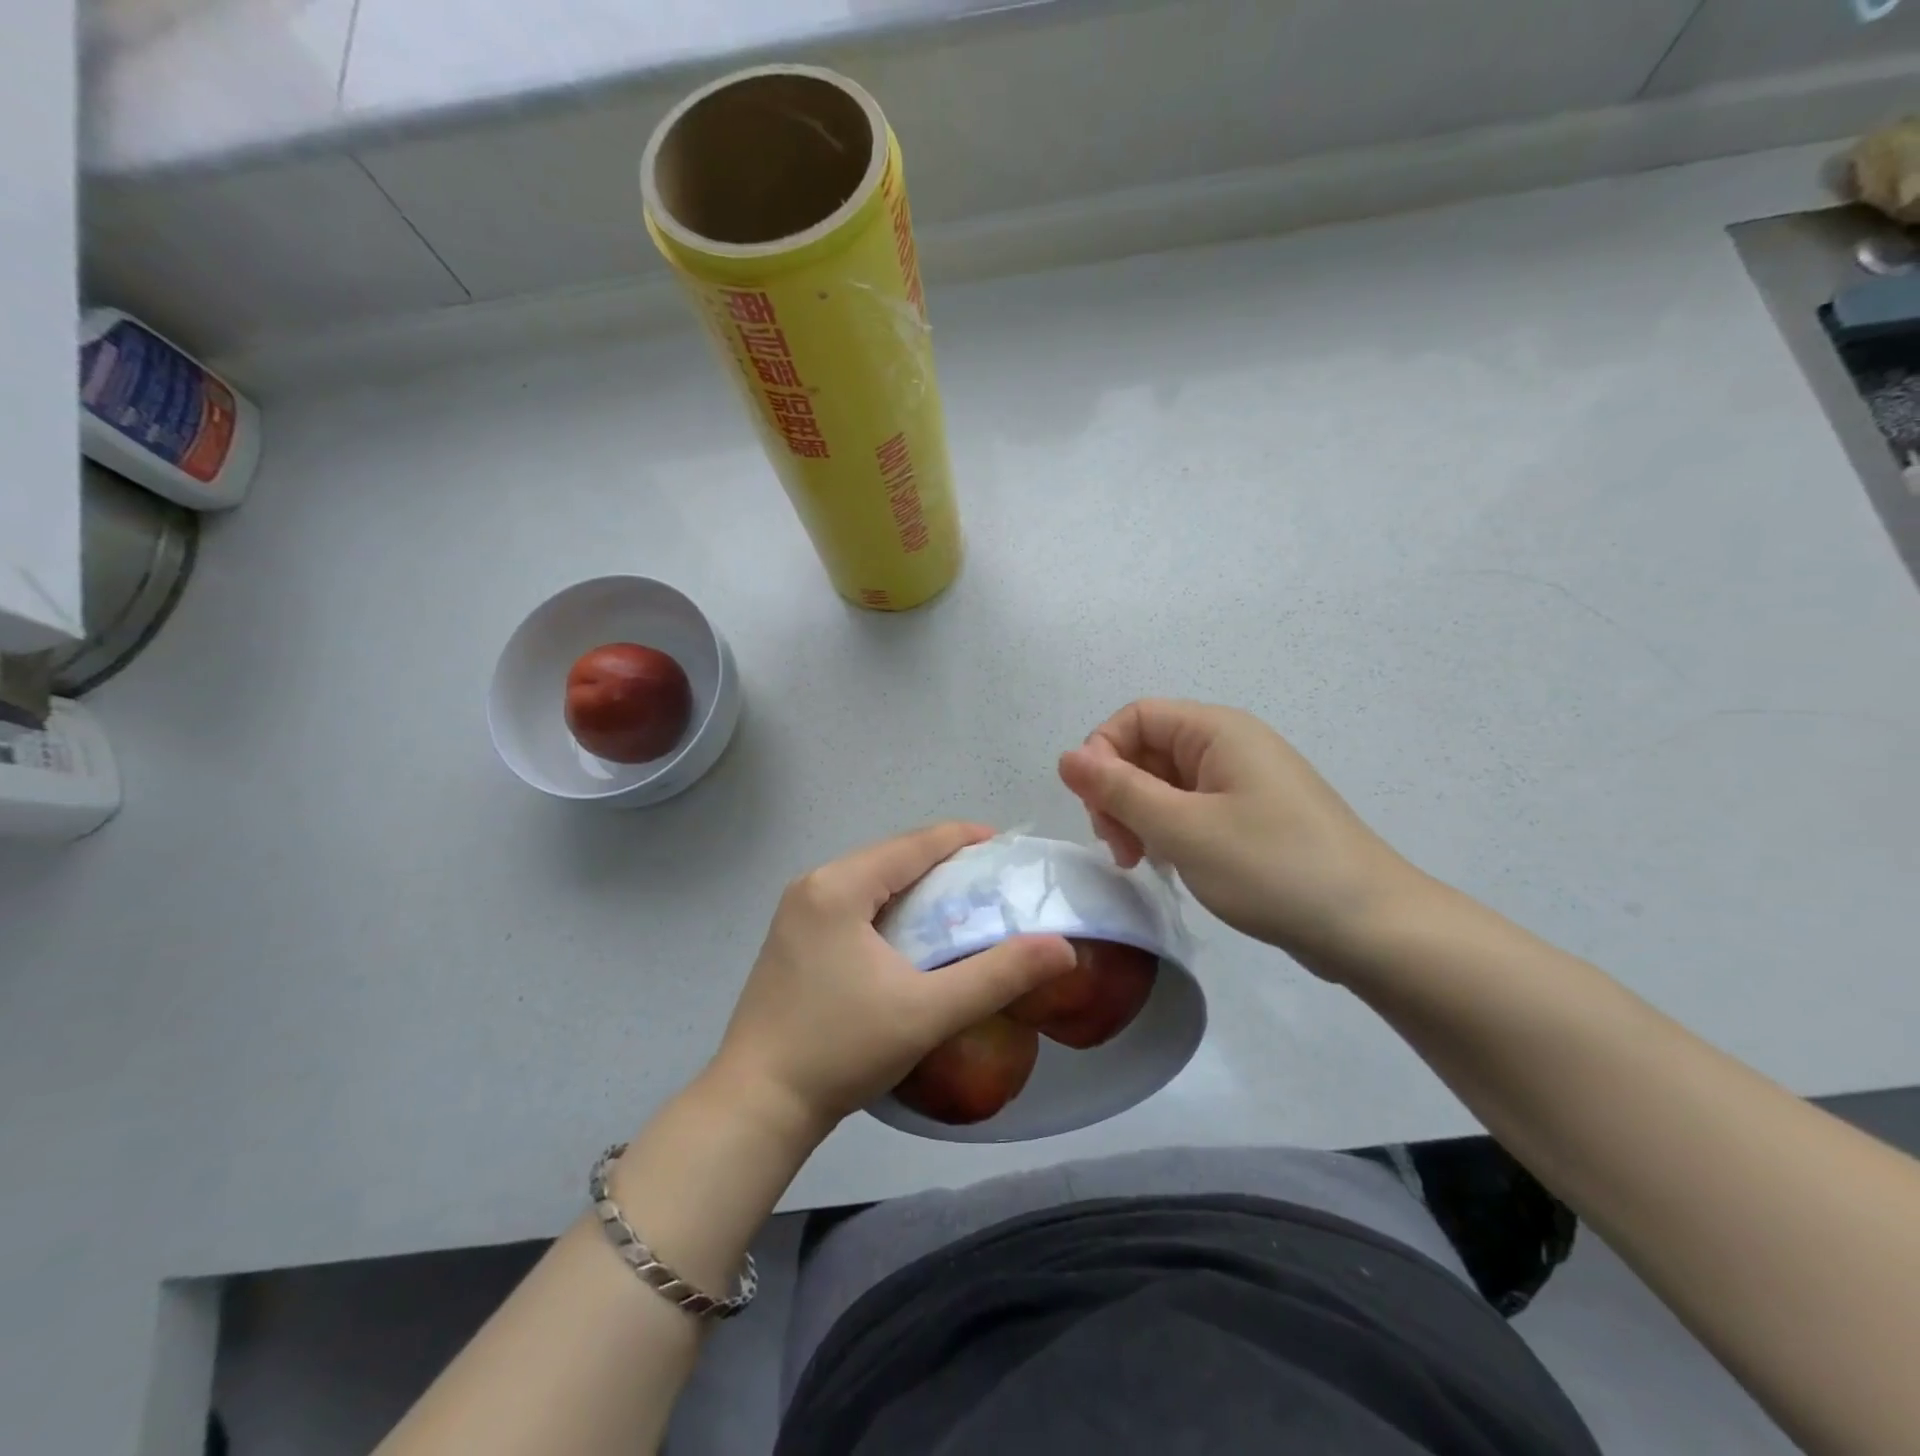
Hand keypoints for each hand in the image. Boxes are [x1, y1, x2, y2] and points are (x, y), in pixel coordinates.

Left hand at [710, 823, 1075, 1137]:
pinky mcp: (792, 938)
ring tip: (961, 903)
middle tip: (992, 881)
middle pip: (891, 857)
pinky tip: (912, 933)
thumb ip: (998, 975)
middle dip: (943, 862)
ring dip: (916, 885)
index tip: (1006, 846)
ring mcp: (796, 911)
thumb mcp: (928, 1012)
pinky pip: (852, 902)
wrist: (756, 1105)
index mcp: (838, 886)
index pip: (914, 844)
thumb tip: (1061, 948)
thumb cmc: (841, 1049)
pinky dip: (889, 905)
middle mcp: (813, 885)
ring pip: (871, 879)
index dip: (963, 838)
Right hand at [1058, 700, 1417, 969]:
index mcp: (1217, 731)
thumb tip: (1067, 756)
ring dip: (1140, 817)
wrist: (1371, 927)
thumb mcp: (1183, 829)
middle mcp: (1230, 747)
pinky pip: (1192, 809)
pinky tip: (1170, 866)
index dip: (1102, 753)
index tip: (1095, 808)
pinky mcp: (1252, 818)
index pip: (1135, 717)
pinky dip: (1169, 832)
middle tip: (1119, 848)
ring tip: (1141, 862)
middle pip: (1148, 750)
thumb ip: (1119, 790)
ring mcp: (1243, 783)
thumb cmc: (1272, 868)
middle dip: (1119, 793)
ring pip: (1166, 784)